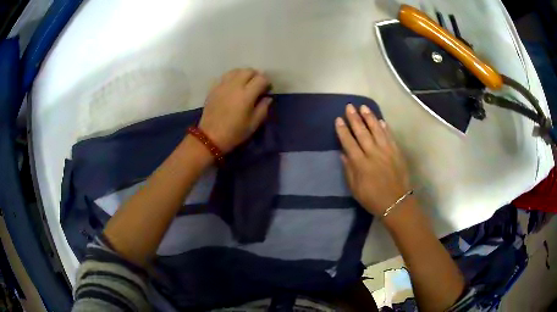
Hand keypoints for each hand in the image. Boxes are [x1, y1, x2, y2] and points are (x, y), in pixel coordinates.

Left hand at [199, 68, 271, 152]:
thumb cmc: (234, 132)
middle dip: (256, 76)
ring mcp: (222, 85)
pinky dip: (232, 78)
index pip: (261, 79)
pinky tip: (232, 87)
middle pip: (248, 71)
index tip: (267, 90)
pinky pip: (225, 76)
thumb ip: (263, 108)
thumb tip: (267, 98)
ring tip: (245, 84)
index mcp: (246, 95)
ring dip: (243, 74)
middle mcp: (235, 85)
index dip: (267, 83)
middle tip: (257, 86)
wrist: (210, 136)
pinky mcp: (214, 88)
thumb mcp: (253, 124)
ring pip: (236, 70)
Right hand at [335, 104, 410, 215]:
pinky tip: (381, 120)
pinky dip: (385, 128)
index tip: (338, 119)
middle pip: (362, 133)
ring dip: (369, 118)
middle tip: (349, 106)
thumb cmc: (373, 199)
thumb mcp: (355, 189)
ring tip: (363, 107)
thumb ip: (349, 170)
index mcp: (361, 164)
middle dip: (354, 119)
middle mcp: (373, 154)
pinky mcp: (397, 152)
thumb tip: (343, 154)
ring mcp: (386, 152)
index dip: (343, 131)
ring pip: (377, 131)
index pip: (349, 143)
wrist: (396, 203)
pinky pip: (390, 137)